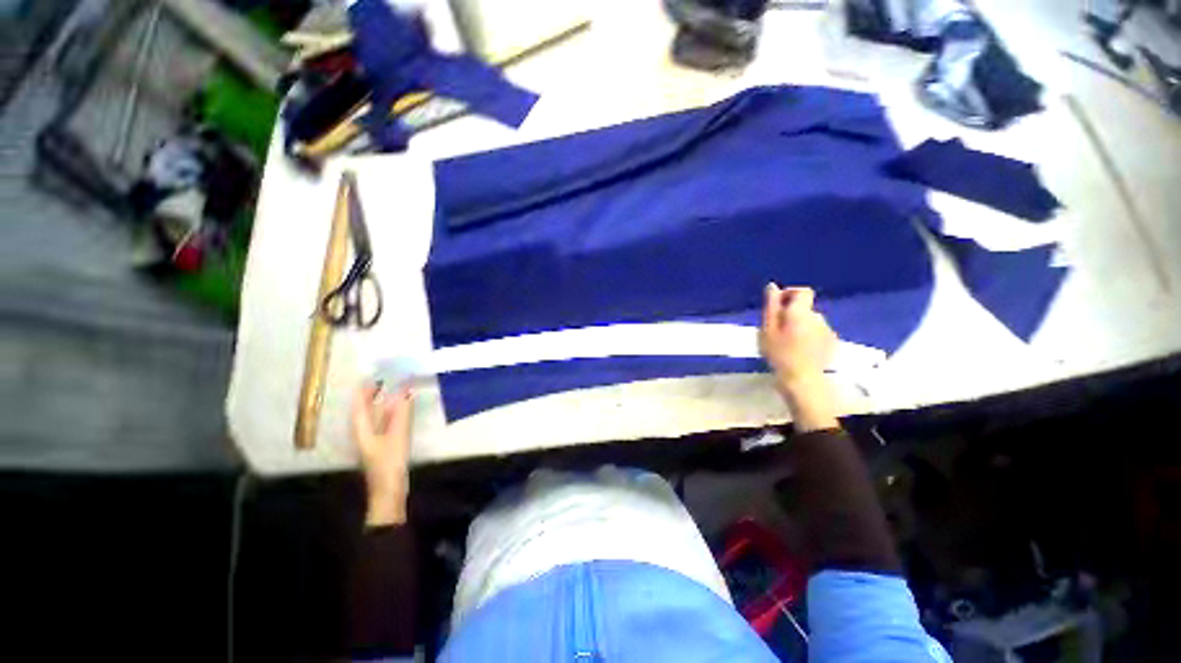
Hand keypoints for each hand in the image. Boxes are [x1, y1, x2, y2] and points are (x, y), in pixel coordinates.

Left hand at [352, 382, 414, 526]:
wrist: (389, 491)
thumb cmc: (389, 463)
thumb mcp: (397, 436)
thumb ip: (401, 413)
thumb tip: (405, 391)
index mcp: (361, 429)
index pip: (359, 404)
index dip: (364, 389)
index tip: (374, 374)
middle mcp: (364, 432)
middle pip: (367, 409)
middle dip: (375, 394)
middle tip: (388, 378)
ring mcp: (374, 439)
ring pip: (377, 415)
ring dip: (386, 402)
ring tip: (397, 388)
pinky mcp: (385, 445)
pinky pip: (387, 422)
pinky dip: (394, 412)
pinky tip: (403, 409)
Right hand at [759, 284, 839, 431]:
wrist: (801, 379)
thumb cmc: (779, 353)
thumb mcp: (767, 328)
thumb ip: (771, 306)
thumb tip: (772, 286)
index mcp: (802, 312)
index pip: (803, 291)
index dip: (790, 294)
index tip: (776, 306)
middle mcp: (818, 317)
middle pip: (805, 309)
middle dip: (791, 314)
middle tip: (776, 330)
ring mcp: (827, 331)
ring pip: (810, 322)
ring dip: (799, 326)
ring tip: (787, 342)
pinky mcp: (831, 344)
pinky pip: (817, 334)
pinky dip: (808, 337)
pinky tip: (799, 350)